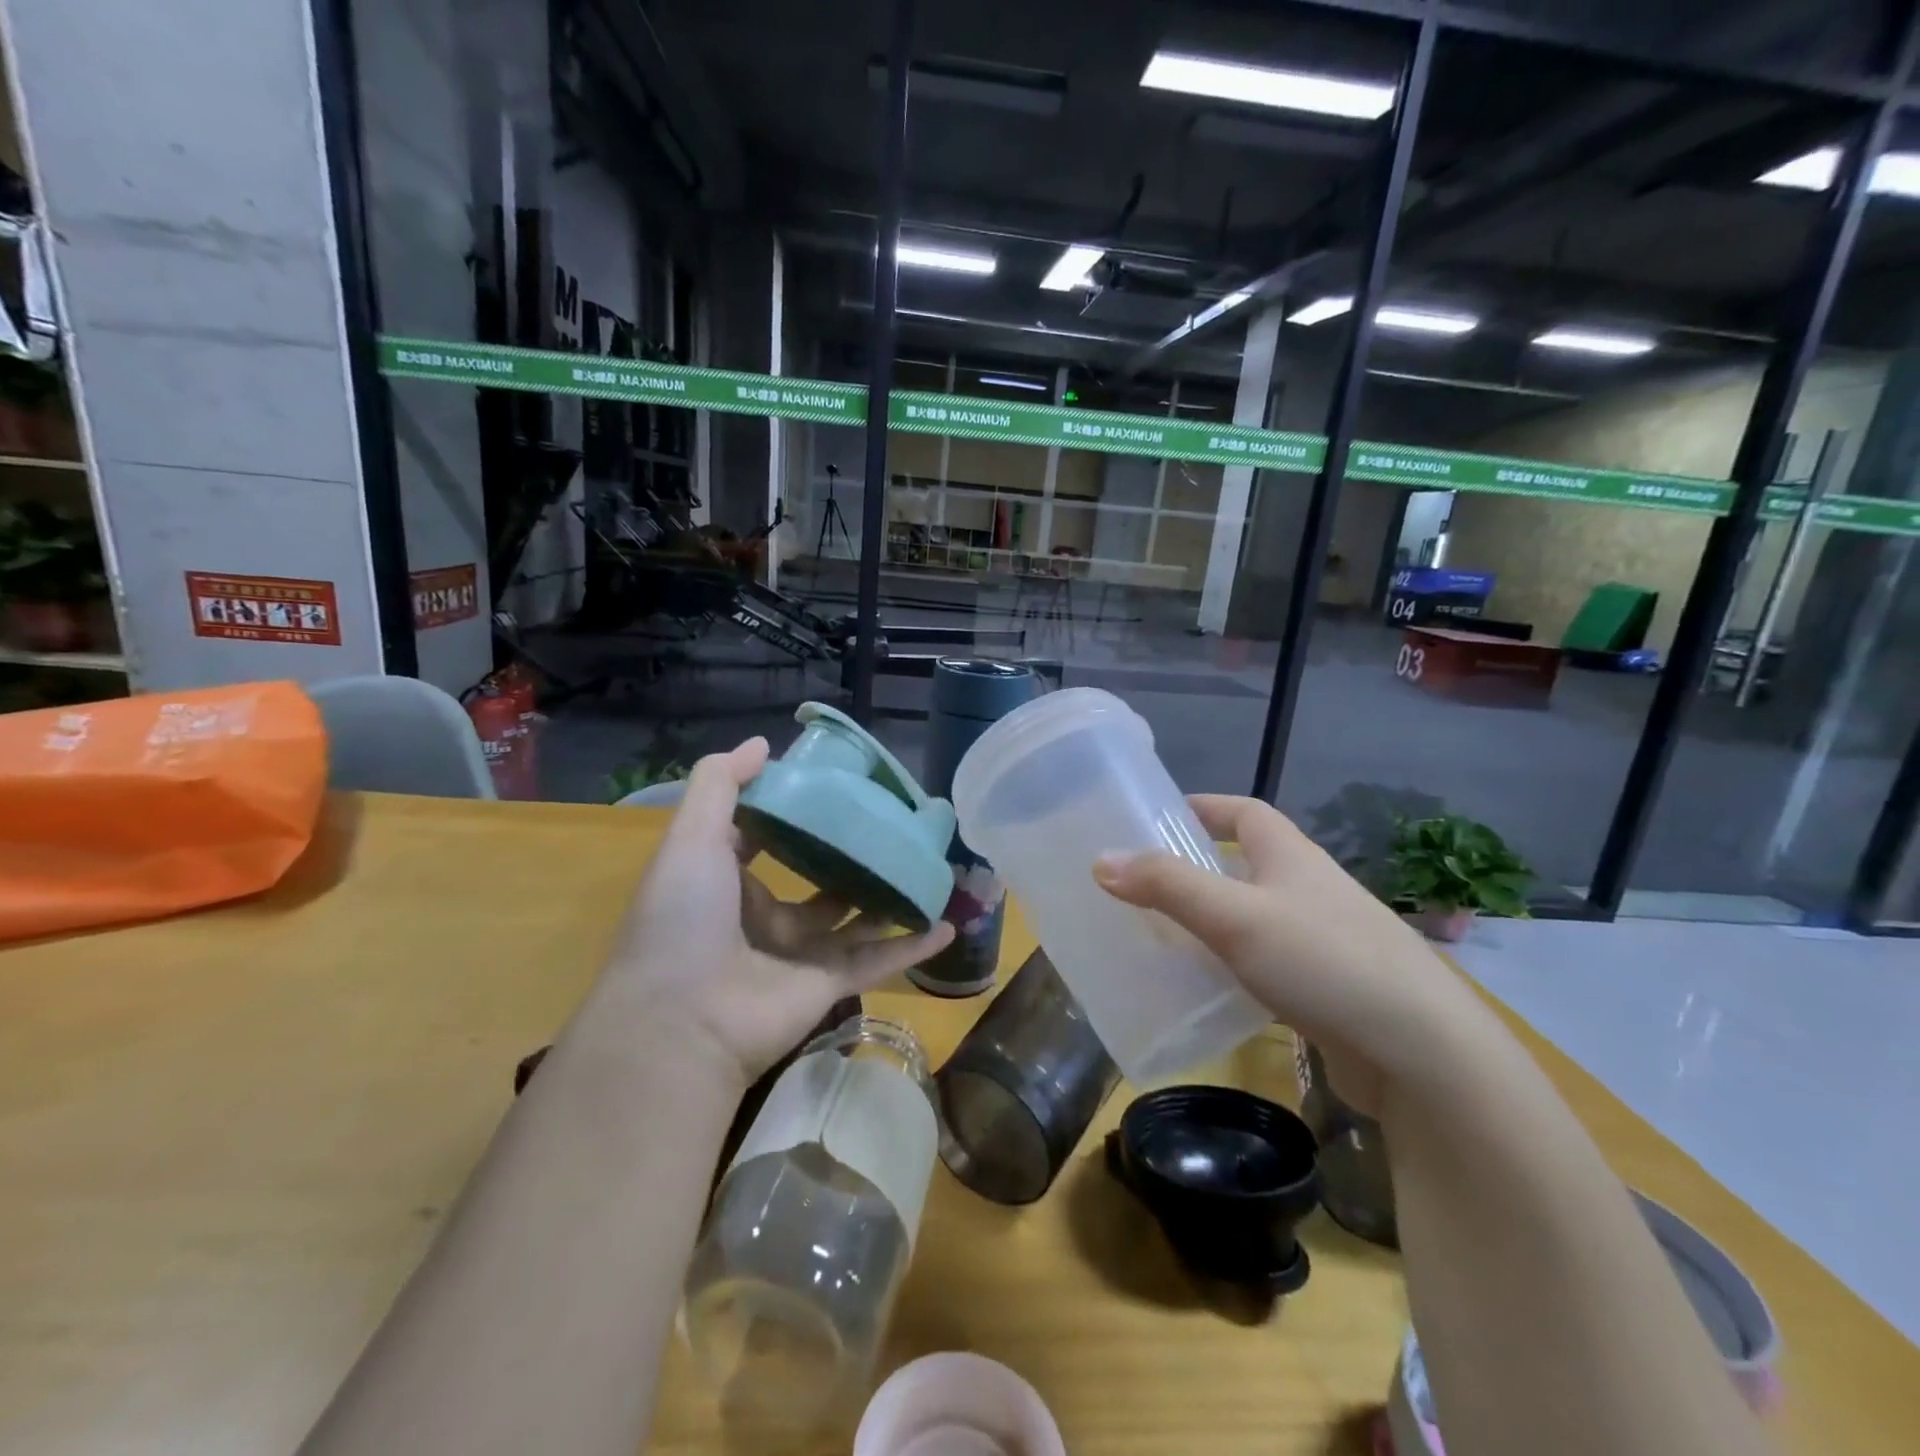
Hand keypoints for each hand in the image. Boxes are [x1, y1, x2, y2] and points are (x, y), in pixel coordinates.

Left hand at [595, 738, 951, 1083]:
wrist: (682, 1021)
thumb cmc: (683, 918)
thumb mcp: (691, 838)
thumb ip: (720, 785)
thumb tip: (763, 744)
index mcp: (729, 882)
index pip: (766, 838)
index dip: (796, 813)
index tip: (836, 786)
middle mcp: (764, 917)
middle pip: (820, 880)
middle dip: (853, 856)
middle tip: (894, 825)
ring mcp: (799, 954)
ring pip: (855, 920)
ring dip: (889, 898)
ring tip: (927, 867)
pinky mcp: (828, 985)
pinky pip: (878, 960)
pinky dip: (912, 946)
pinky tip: (947, 925)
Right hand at [1093, 795, 1497, 1115]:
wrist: (1423, 1054)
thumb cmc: (1325, 961)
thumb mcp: (1235, 916)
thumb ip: (1167, 886)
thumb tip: (1101, 860)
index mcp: (1291, 856)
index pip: (1244, 811)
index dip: (1203, 806)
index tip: (1157, 818)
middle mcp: (1309, 889)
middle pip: (1245, 864)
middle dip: (1196, 868)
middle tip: (1143, 885)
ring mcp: (1323, 940)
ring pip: (1253, 917)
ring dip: (1211, 920)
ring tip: (1160, 936)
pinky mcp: (1328, 988)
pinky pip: (1265, 962)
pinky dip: (1232, 965)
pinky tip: (1206, 989)